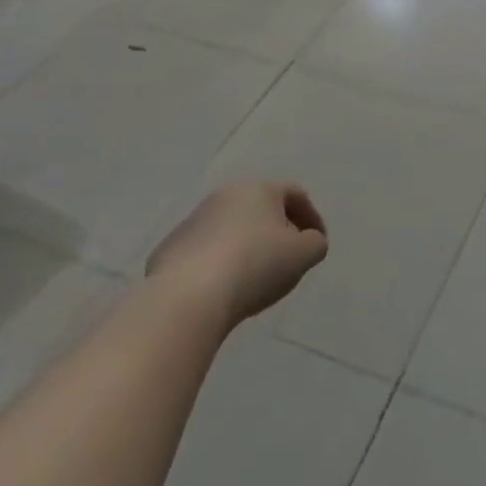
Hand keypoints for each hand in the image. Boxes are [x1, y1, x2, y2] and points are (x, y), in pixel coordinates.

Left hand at [147, 181, 328, 325]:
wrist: (187, 296)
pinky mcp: (169, 248)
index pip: (294, 194)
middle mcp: (224, 196)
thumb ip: (315, 243)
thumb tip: (308, 241)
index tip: (316, 245)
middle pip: (260, 208)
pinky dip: (219, 265)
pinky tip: (222, 290)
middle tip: (287, 260)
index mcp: (259, 189)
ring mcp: (193, 221)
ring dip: (246, 247)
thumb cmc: (255, 266)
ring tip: (254, 280)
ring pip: (231, 229)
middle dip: (277, 231)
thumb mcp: (304, 255)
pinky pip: (205, 252)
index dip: (312, 218)